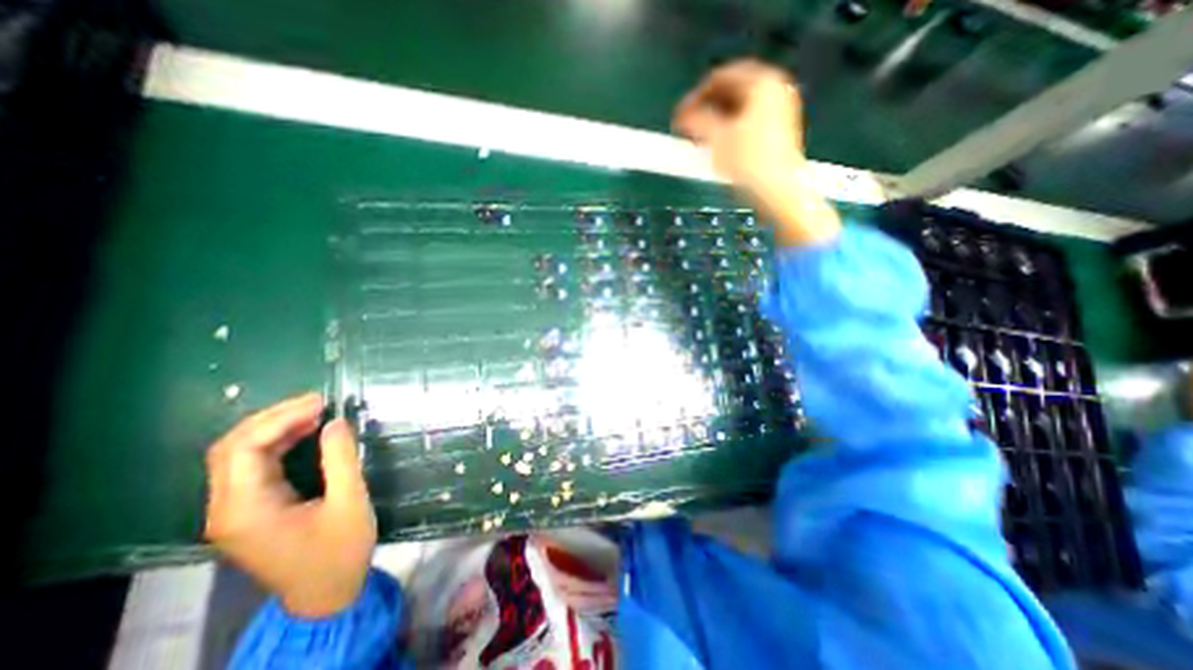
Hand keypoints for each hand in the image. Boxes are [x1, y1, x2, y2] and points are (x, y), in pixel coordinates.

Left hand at [204, 393, 370, 618]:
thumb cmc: (340, 551)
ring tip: (314, 411)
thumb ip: (341, 459)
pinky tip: (304, 433)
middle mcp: (227, 509)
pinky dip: (277, 443)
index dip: (280, 418)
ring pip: (238, 455)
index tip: (320, 402)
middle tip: (317, 401)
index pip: (243, 450)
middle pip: (231, 448)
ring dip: (274, 428)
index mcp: (247, 509)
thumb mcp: (350, 502)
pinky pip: (252, 467)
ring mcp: (234, 511)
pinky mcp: (249, 511)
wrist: (326, 594)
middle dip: (273, 418)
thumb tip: (336, 422)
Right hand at [670, 61, 835, 246]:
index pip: (720, 77)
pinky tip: (718, 148)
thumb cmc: (749, 163)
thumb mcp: (716, 139)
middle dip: (705, 109)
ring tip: (700, 140)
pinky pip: (747, 122)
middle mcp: (775, 89)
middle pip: (731, 91)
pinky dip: (729, 130)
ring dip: (716, 121)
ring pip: (739, 108)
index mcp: (762, 82)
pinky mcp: (779, 131)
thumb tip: (682, 116)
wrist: (779, 193)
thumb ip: (695, 122)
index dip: (695, 97)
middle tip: (688, 129)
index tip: (680, 117)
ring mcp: (780, 110)